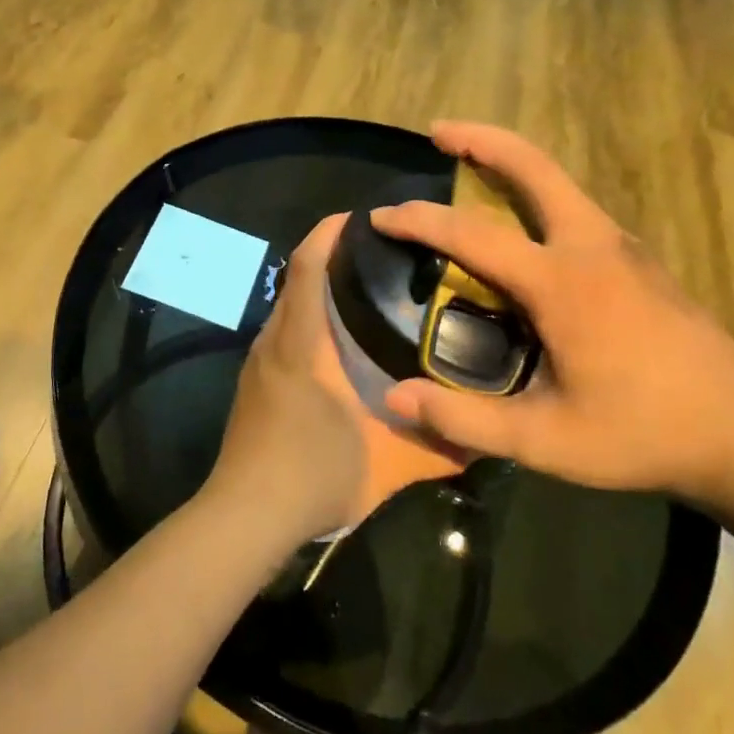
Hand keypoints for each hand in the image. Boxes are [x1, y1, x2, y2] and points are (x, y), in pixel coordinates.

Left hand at [207, 215, 464, 547]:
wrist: (246, 516)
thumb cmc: (313, 476)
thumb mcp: (388, 464)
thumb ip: (440, 448)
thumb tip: (487, 439)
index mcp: (302, 344)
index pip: (309, 267)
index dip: (330, 233)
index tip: (363, 217)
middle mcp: (275, 342)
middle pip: (298, 281)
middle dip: (333, 258)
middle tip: (385, 258)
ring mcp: (259, 364)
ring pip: (290, 310)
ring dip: (321, 292)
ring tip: (370, 296)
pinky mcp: (254, 385)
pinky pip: (284, 335)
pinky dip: (309, 322)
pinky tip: (340, 346)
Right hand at [373, 122, 733, 504]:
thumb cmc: (640, 434)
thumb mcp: (546, 440)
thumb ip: (465, 419)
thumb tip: (394, 398)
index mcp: (562, 284)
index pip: (473, 234)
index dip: (420, 221)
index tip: (380, 217)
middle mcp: (593, 247)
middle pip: (534, 168)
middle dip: (482, 140)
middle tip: (438, 131)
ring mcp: (624, 248)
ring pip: (560, 183)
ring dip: (511, 163)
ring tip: (469, 165)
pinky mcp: (640, 261)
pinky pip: (576, 209)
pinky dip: (537, 195)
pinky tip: (522, 227)